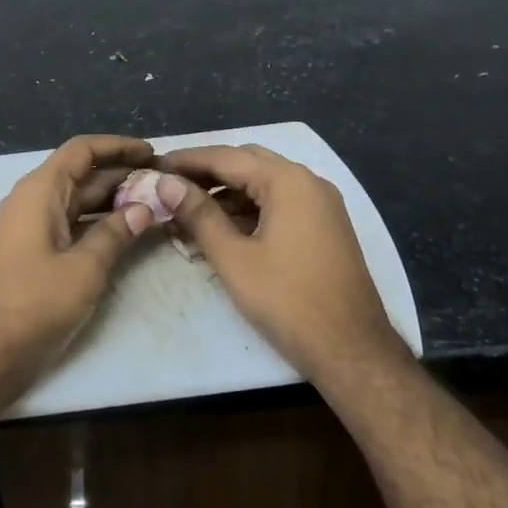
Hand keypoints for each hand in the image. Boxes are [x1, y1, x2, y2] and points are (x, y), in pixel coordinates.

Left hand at [0, 135, 156, 403]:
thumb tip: (144, 208)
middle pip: (81, 175)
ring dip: (112, 201)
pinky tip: (124, 233)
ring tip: (152, 205)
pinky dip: (97, 224)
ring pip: (77, 202)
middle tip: (162, 183)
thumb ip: (115, 234)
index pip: (82, 151)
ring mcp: (29, 228)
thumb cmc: (33, 305)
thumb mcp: (84, 269)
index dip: (118, 147)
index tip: (152, 153)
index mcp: (40, 192)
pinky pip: (69, 225)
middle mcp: (32, 201)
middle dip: (121, 175)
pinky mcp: (31, 253)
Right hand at [156, 145, 403, 385]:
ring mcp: (321, 204)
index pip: (227, 157)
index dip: (187, 160)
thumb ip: (199, 215)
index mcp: (288, 181)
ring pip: (264, 184)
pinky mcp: (325, 226)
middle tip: (171, 187)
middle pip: (248, 163)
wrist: (352, 350)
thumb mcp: (234, 258)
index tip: (155, 165)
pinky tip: (223, 231)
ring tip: (189, 214)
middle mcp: (309, 182)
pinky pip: (281, 203)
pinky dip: (250, 210)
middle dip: (207, 173)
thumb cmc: (288, 301)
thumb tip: (166, 184)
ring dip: (227, 194)